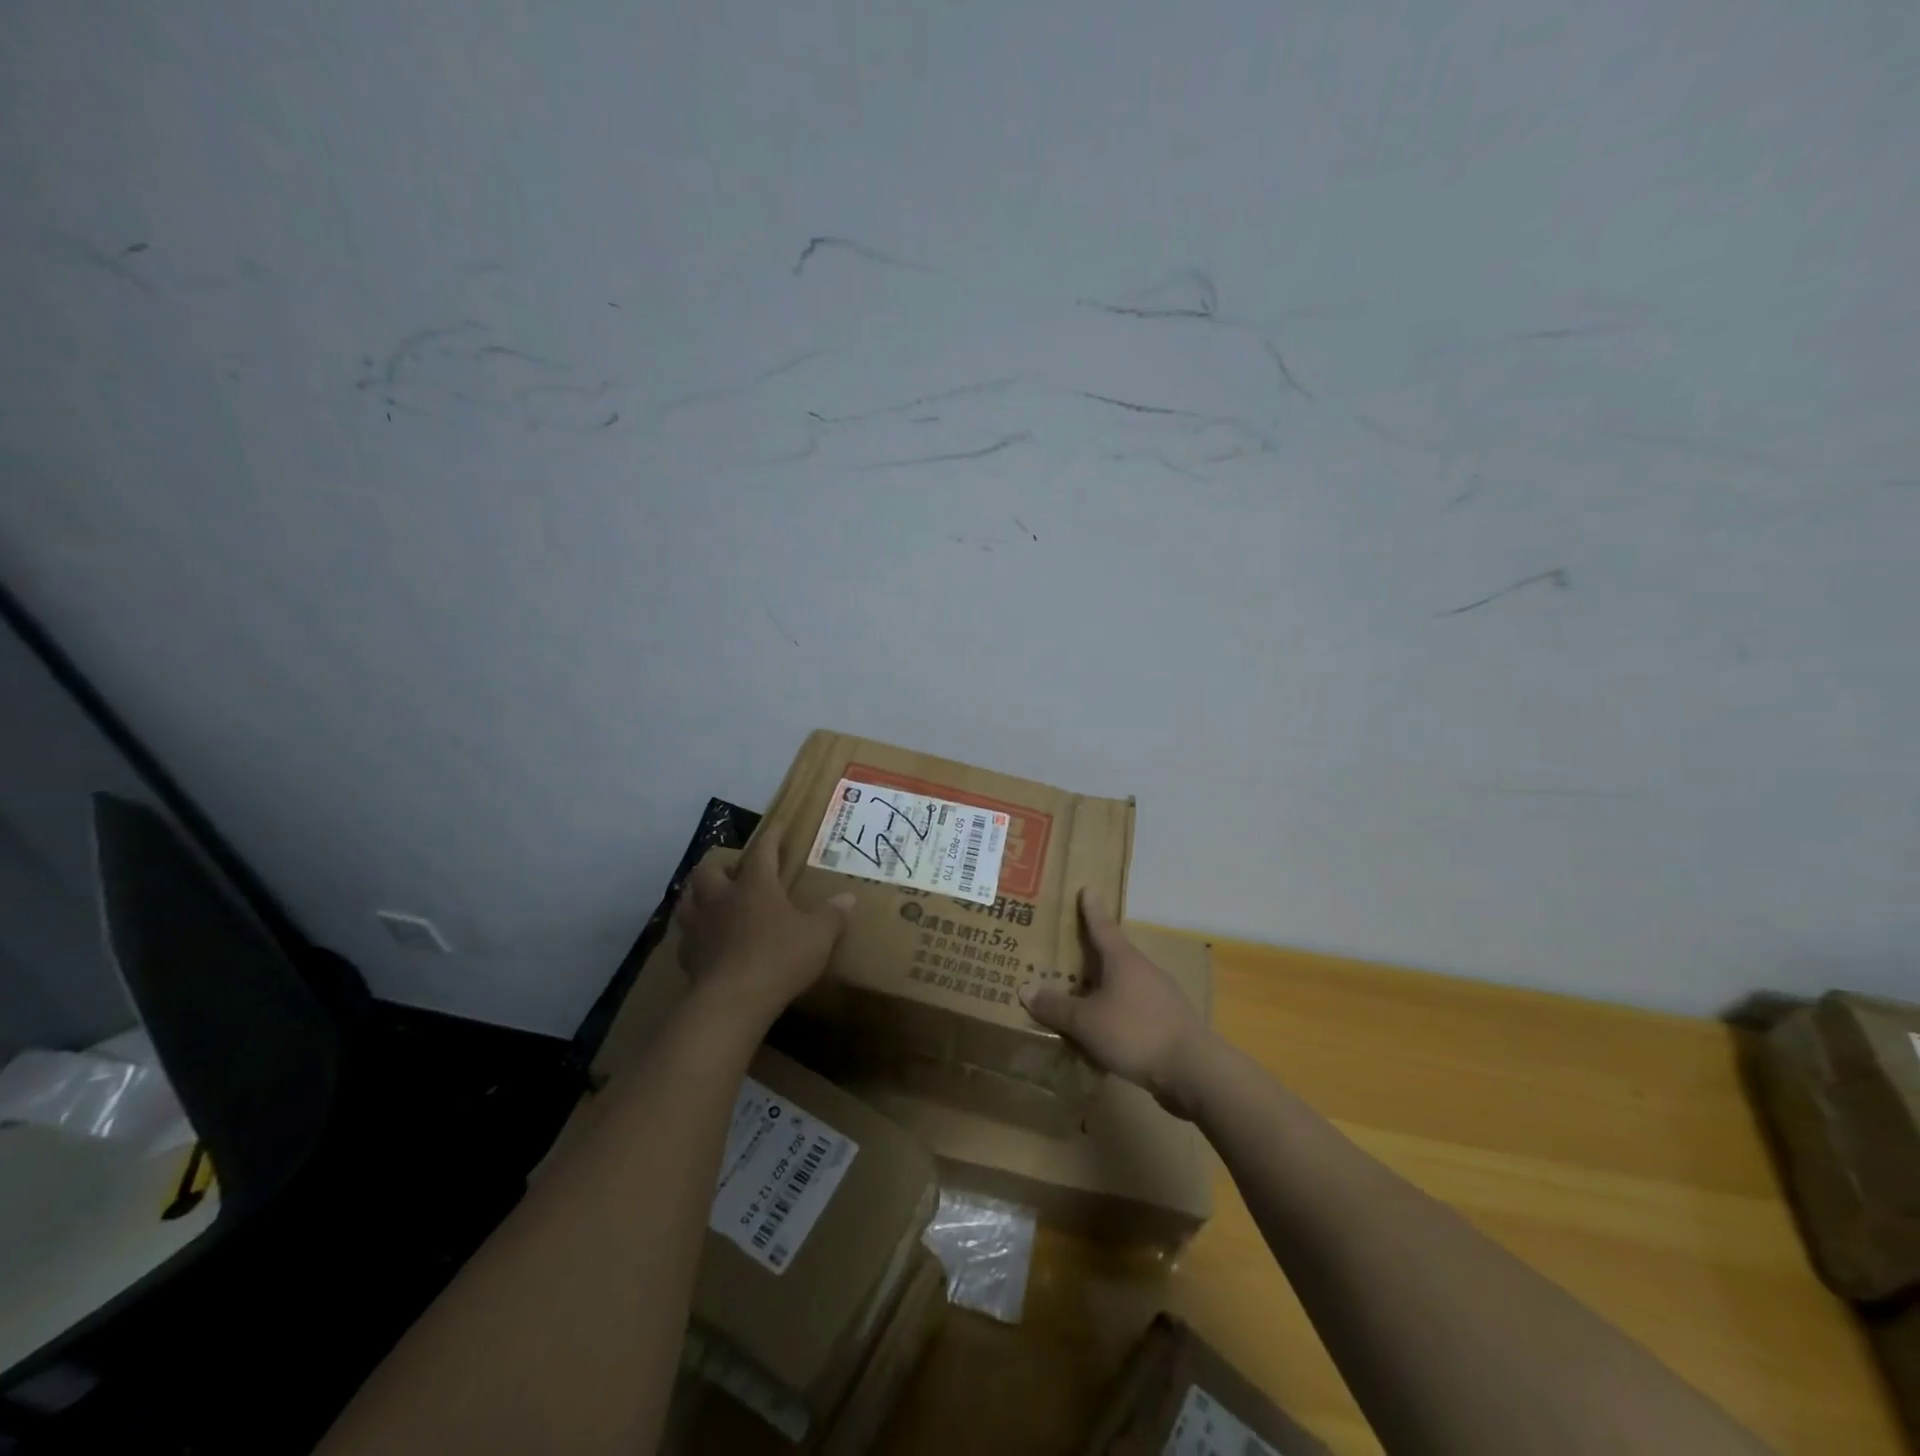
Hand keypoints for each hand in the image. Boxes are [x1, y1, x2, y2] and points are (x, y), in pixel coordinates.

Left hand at [673, 836, 853, 1030]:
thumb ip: (832, 915)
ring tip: (711, 900)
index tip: (777, 827)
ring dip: (698, 894)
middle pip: (709, 869)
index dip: (771, 836)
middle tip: (735, 873)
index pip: (762, 850)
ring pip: (687, 898)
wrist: (733, 1002)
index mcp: (755, 885)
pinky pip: (685, 936)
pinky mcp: (687, 955)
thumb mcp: (818, 936)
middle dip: (721, 866)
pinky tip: (704, 940)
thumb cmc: (779, 958)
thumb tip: (848, 898)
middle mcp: (722, 897)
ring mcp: (699, 926)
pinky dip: (693, 933)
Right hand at [1020, 888, 1214, 1118]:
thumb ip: (1057, 1007)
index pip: (1102, 927)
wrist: (1194, 1070)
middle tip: (1073, 948)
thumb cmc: (1135, 1032)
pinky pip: (1136, 1009)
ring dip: (1106, 987)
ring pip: (1126, 984)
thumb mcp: (1087, 1022)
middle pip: (1115, 954)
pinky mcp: (1170, 1023)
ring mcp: (1162, 996)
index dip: (1091, 910)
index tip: (1087, 888)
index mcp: (1123, 960)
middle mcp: (1144, 970)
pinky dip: (1119, 1013)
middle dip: (1094, 953)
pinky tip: (1107, 1032)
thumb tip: (1025, 989)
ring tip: (1084, 996)